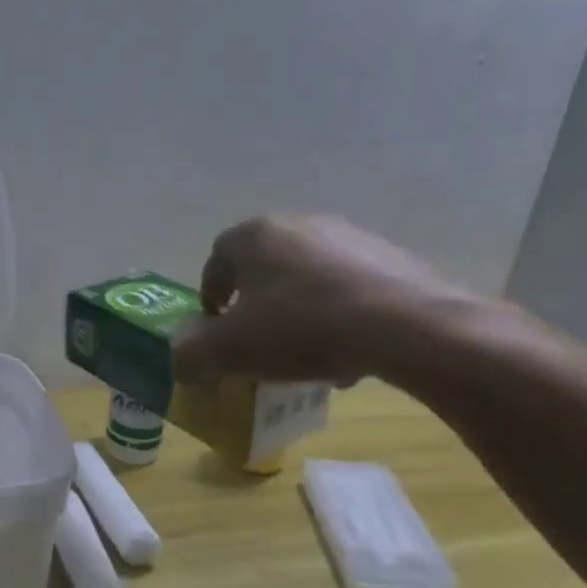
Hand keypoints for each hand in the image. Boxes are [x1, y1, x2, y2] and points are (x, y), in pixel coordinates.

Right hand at [171, 215, 478, 385]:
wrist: (408, 327)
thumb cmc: (302, 328)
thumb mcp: (231, 351)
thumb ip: (193, 355)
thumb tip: (178, 362)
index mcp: (255, 236)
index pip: (216, 260)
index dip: (211, 295)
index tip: (218, 327)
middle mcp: (300, 224)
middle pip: (264, 266)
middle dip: (257, 303)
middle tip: (259, 340)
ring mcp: (351, 236)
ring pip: (309, 276)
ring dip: (299, 309)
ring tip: (307, 352)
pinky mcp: (393, 257)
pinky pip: (351, 286)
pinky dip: (341, 313)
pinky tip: (350, 349)